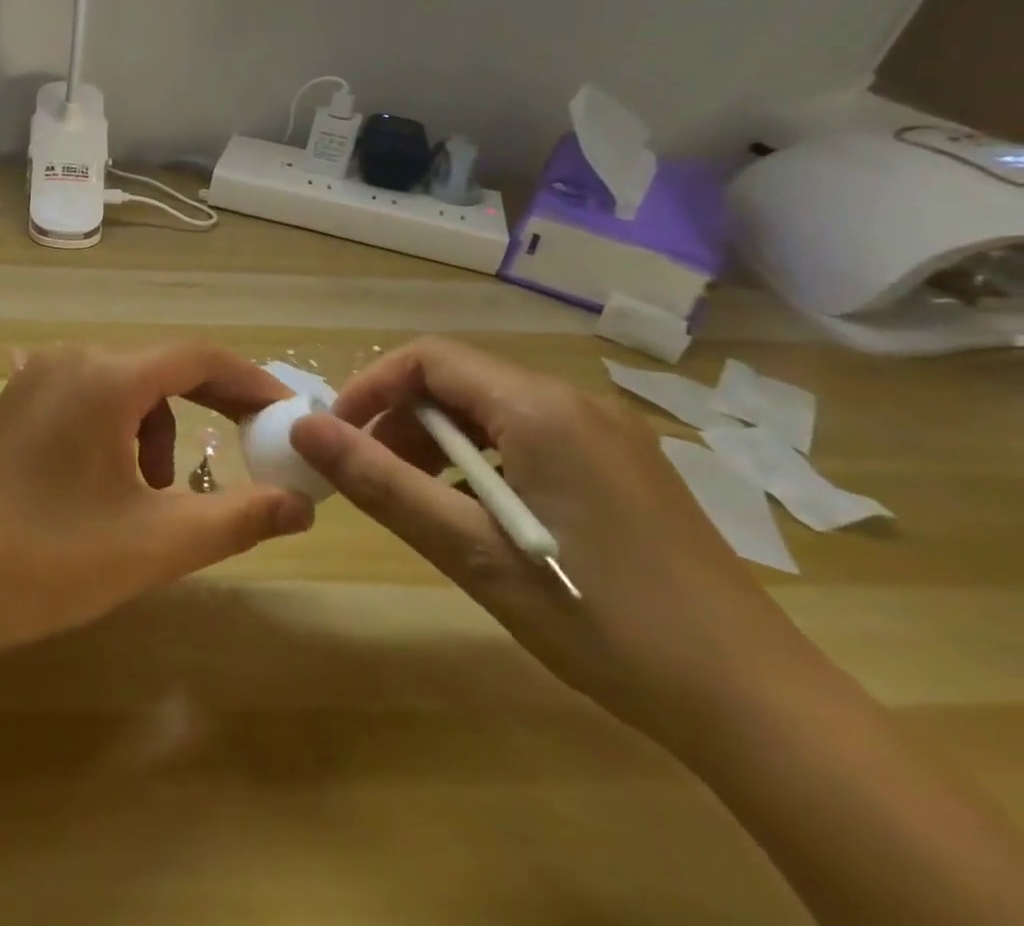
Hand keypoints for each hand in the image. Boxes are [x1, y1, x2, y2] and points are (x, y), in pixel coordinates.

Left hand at [0, 343, 315, 654]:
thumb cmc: (54, 558)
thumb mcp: (158, 543)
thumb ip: (239, 518)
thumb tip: (302, 505)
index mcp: (106, 376)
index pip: (198, 357)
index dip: (250, 382)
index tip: (284, 414)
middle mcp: (69, 360)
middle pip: (159, 370)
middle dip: (205, 410)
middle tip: (242, 449)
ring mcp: (34, 379)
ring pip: (122, 388)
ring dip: (154, 431)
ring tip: (152, 496)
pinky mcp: (13, 405)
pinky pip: (85, 399)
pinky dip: (115, 432)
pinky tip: (104, 487)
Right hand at [291, 337, 825, 737]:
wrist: (758, 706)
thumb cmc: (601, 619)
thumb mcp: (472, 552)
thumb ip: (382, 482)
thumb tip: (305, 429)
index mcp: (540, 408)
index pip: (428, 358)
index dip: (371, 387)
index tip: (337, 437)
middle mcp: (574, 402)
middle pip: (458, 380)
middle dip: (401, 419)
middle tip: (372, 477)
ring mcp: (606, 433)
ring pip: (491, 410)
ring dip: (439, 443)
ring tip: (420, 502)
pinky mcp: (622, 465)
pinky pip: (528, 437)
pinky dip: (483, 461)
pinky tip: (480, 517)